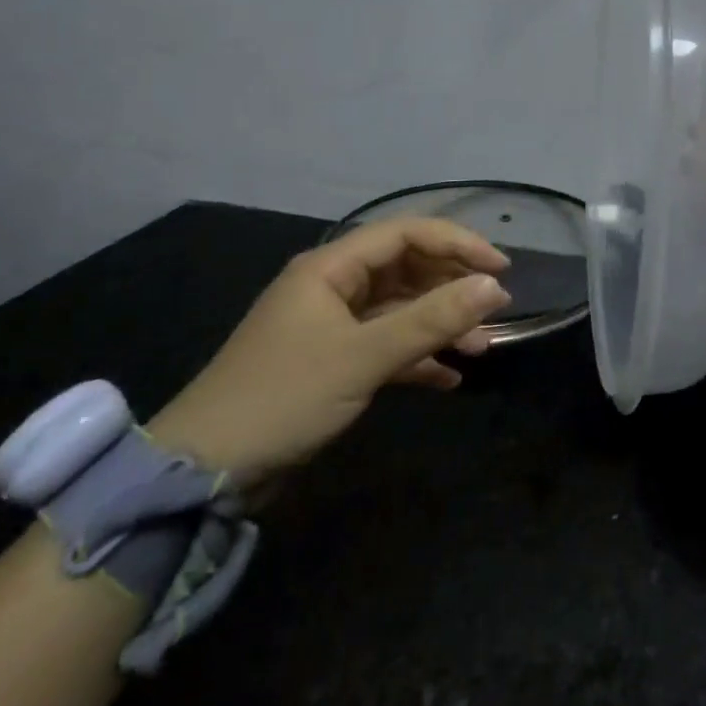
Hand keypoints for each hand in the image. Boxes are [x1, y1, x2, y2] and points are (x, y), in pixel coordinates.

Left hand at [149, 218, 511, 489]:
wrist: (205, 472)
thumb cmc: (284, 397)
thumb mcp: (363, 356)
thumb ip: (431, 320)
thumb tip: (493, 287)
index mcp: (330, 268)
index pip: (405, 234)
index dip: (457, 243)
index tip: (500, 268)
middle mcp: (331, 287)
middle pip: (405, 269)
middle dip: (451, 287)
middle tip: (495, 309)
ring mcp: (330, 326)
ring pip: (398, 310)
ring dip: (439, 325)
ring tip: (481, 347)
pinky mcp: (330, 363)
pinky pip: (385, 347)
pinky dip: (417, 357)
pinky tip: (448, 378)